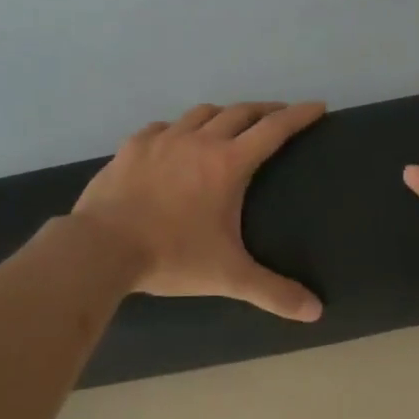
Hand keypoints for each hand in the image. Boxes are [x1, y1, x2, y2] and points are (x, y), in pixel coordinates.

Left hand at [73, 101, 326, 320]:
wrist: (101, 248)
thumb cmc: (172, 257)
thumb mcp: (228, 276)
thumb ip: (273, 293)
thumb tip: (316, 312)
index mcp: (228, 164)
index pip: (274, 129)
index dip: (299, 115)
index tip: (318, 105)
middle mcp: (199, 141)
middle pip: (241, 112)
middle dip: (265, 110)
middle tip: (279, 116)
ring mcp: (162, 140)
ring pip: (201, 113)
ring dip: (223, 115)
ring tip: (230, 125)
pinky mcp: (133, 146)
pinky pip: (164, 127)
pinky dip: (180, 129)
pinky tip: (176, 142)